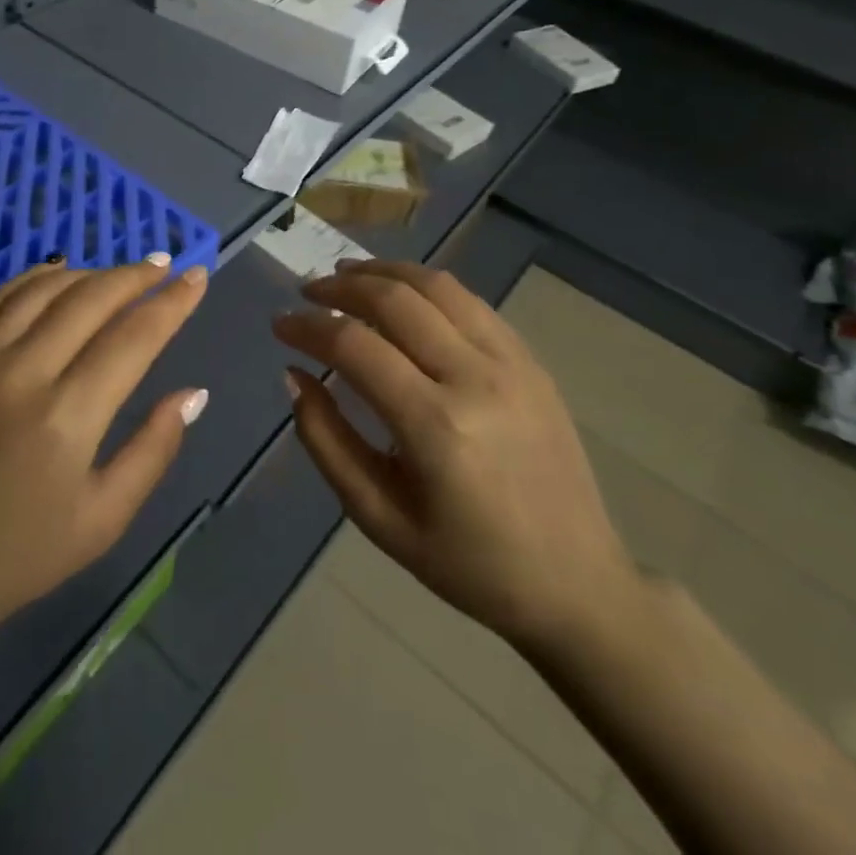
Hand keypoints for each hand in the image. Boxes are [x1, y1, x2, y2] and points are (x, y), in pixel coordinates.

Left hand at [0, 254, 209, 655]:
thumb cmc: (14, 558)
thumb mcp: (102, 522)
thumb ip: (153, 450)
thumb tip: (193, 392)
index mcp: (66, 417)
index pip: (134, 337)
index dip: (172, 303)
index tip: (197, 277)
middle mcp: (21, 372)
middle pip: (90, 299)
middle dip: (135, 276)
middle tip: (163, 264)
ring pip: (43, 288)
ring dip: (89, 272)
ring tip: (118, 272)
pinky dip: (34, 279)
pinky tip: (56, 275)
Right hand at [275, 259, 639, 652]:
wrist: (576, 583)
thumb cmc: (468, 563)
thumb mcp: (378, 517)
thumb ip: (326, 441)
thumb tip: (293, 376)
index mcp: (435, 427)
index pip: (354, 346)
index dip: (307, 327)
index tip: (279, 325)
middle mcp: (475, 379)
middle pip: (393, 299)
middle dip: (339, 287)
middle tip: (307, 292)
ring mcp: (511, 363)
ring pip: (435, 285)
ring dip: (382, 272)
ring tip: (346, 276)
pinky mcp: (531, 360)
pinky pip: (469, 301)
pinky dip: (424, 285)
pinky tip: (400, 293)